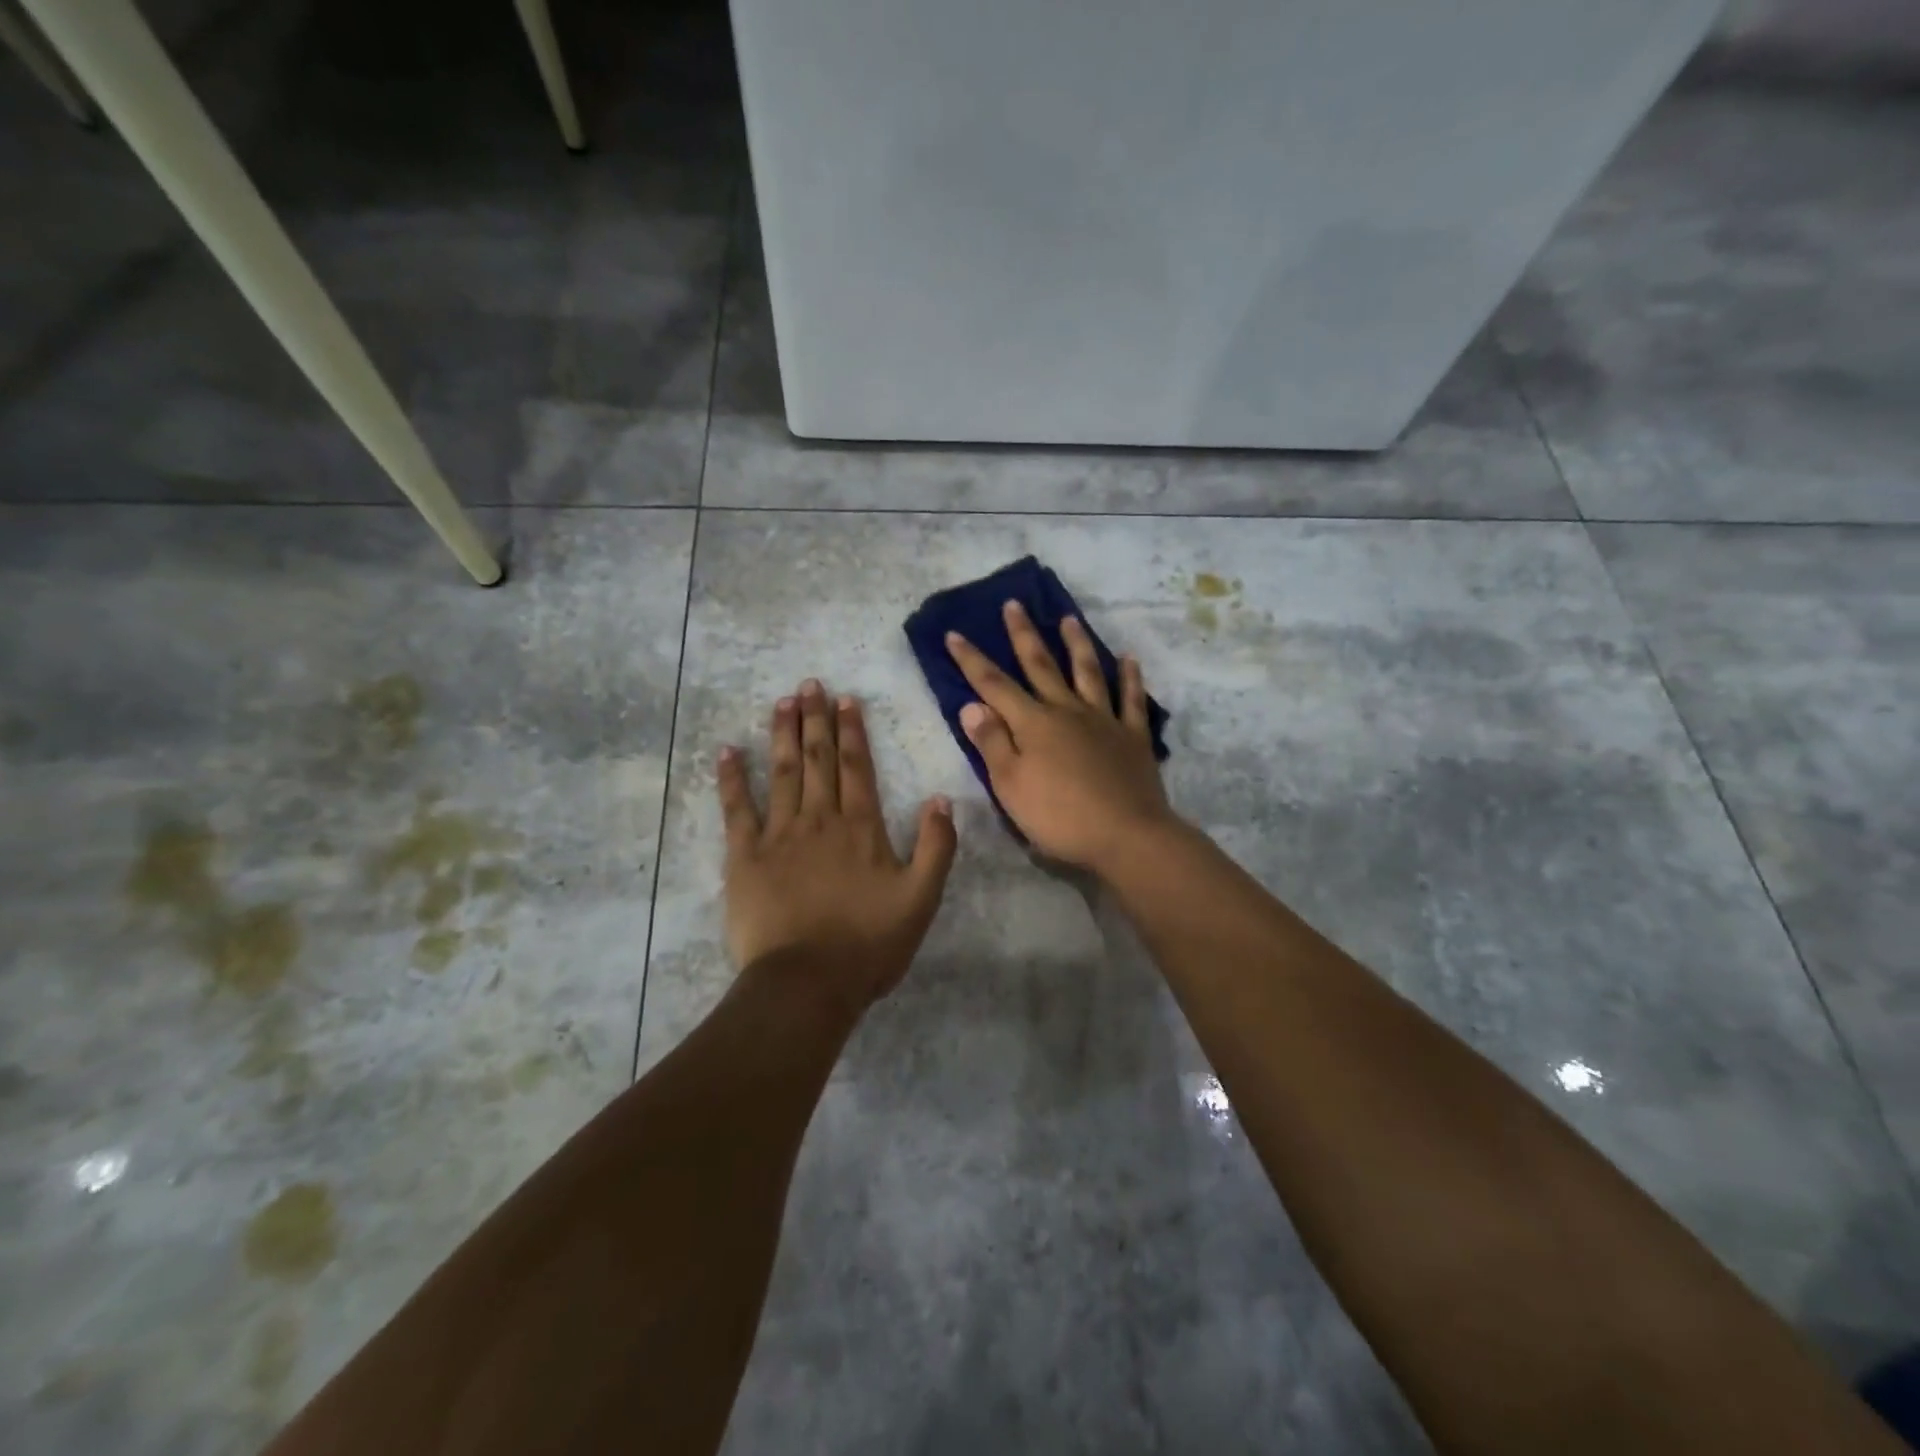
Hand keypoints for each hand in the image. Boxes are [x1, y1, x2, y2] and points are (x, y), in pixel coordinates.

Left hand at [718, 680, 956, 1011]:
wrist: (807, 983)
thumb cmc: (868, 944)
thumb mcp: (921, 899)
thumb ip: (936, 847)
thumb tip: (941, 799)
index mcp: (861, 828)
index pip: (857, 767)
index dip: (852, 731)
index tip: (845, 700)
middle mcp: (820, 819)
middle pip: (818, 760)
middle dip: (815, 720)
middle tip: (809, 684)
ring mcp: (779, 835)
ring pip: (782, 773)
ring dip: (783, 735)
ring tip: (783, 702)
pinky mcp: (746, 856)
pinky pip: (737, 809)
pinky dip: (732, 778)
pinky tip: (727, 751)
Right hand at [946, 602, 1176, 870]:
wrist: (1127, 836)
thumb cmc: (1059, 817)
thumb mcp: (1011, 786)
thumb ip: (992, 743)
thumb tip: (972, 705)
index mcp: (1033, 724)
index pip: (994, 685)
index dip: (972, 660)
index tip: (954, 633)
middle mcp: (1067, 711)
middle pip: (1041, 666)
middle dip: (1023, 635)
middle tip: (1014, 604)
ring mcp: (1104, 720)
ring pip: (1088, 672)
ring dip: (1076, 643)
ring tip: (1069, 618)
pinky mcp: (1133, 737)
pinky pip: (1131, 700)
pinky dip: (1130, 677)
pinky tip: (1129, 659)